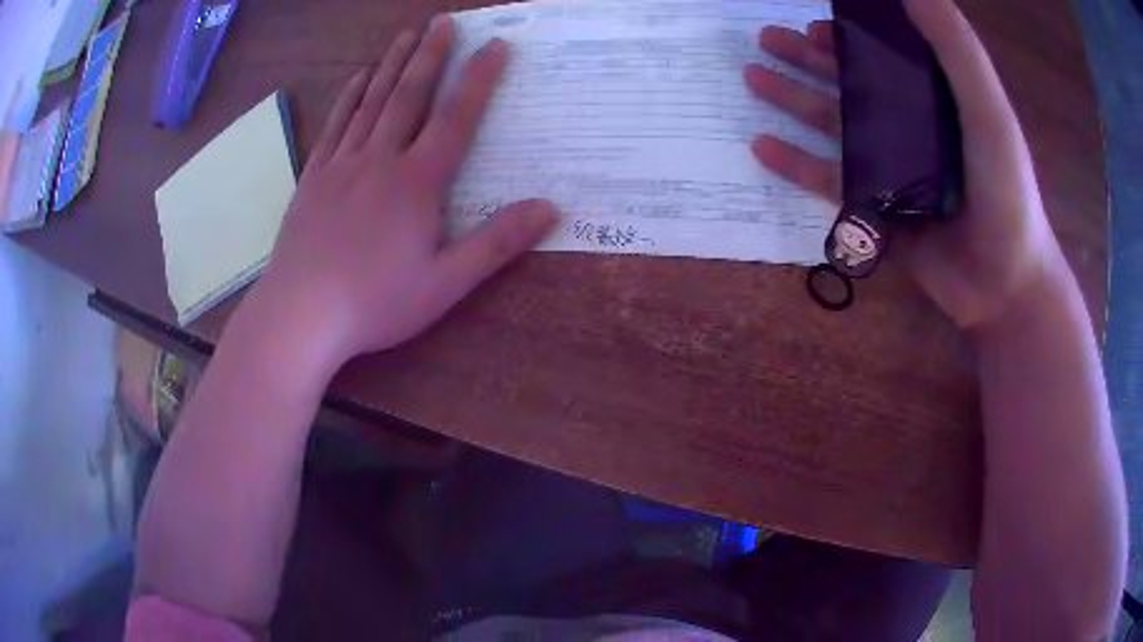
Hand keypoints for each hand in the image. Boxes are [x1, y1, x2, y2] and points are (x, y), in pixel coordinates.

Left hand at [248, 18, 557, 371]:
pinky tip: (359, 77)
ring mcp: (341, 164)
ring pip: (371, 102)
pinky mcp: (314, 177)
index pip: (455, 118)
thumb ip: (496, 243)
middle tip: (444, 21)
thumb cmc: (374, 303)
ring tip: (407, 34)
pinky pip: (336, 125)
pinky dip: (350, 96)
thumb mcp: (445, 284)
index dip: (479, 79)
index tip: (495, 45)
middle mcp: (379, 160)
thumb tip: (550, 209)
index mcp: (416, 183)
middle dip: (430, 55)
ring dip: (392, 64)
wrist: (300, 315)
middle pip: (409, 96)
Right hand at [745, 0, 1060, 328]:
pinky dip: (795, 164)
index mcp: (933, 99)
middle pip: (850, 84)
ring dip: (792, 100)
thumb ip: (954, 47)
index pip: (885, 52)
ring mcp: (889, 171)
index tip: (816, 18)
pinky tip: (761, 147)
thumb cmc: (1005, 191)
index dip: (851, 32)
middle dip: (808, 59)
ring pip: (833, 126)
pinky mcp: (875, 212)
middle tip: (764, 38)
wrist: (1003, 285)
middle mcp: (909, 128)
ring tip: (752, 78)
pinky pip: (828, 181)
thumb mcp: (987, 110)